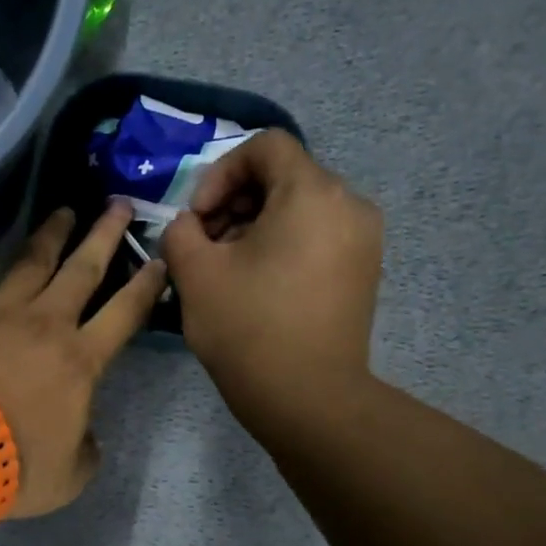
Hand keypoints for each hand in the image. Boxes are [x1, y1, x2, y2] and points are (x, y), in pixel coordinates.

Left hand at [0, 202, 166, 517]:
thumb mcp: (69, 475)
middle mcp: (45, 323)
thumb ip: (85, 450)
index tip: (159, 258)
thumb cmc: (14, 465)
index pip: (125, 312)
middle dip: (105, 235)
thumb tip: (85, 436)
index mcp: (81, 360)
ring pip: (30, 261)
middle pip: (83, 269)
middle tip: (119, 203)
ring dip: (50, 234)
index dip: (146, 284)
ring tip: (62, 211)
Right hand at [160, 131, 382, 436]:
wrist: (308, 399)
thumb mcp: (195, 274)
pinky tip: (259, 286)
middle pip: (284, 177)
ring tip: (228, 270)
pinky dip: (284, 246)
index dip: (220, 172)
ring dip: (256, 226)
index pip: (265, 146)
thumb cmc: (248, 329)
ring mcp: (364, 240)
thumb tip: (189, 225)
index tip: (198, 218)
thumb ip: (181, 231)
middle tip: (206, 246)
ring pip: (300, 209)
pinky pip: (318, 237)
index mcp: (312, 192)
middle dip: (235, 203)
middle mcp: (350, 204)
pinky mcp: (364, 272)